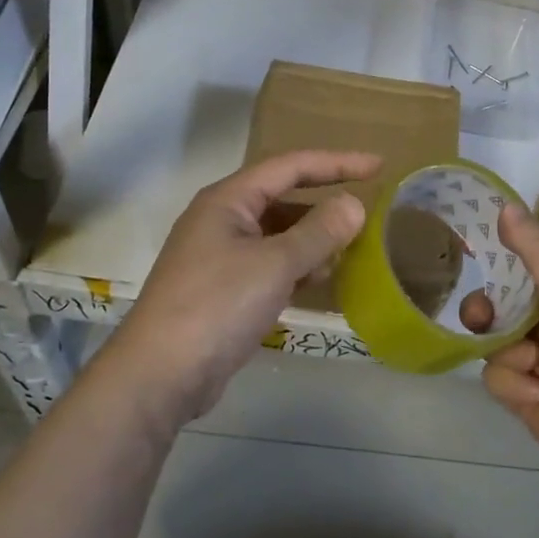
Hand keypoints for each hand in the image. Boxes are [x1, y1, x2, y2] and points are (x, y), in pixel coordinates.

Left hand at [100, 150, 380, 431]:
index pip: (291, 166)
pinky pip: (269, 264)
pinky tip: (318, 281)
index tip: (378, 166)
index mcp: (228, 199)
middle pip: (282, 198)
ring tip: (350, 250)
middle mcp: (222, 220)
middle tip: (366, 213)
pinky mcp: (222, 289)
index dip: (337, 163)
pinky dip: (296, 267)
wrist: (160, 374)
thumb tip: (354, 205)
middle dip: (324, 204)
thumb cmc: (217, 305)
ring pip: (277, 234)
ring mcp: (219, 256)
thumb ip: (319, 232)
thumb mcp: (275, 264)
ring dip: (312, 239)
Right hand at [469, 203, 538, 476]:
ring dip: (510, 354)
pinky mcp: (524, 398)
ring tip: (536, 366)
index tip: (474, 261)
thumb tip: (505, 205)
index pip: (517, 271)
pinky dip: (516, 386)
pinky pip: (497, 380)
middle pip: (494, 309)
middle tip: (483, 318)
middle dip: (484, 313)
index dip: (495, 267)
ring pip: (491, 346)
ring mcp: (533, 363)